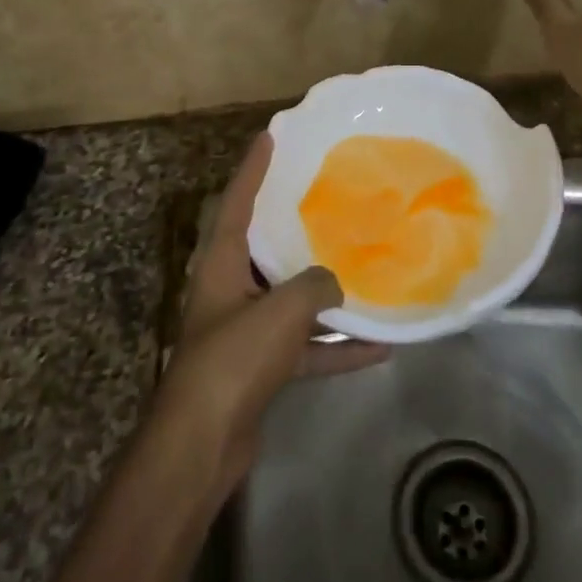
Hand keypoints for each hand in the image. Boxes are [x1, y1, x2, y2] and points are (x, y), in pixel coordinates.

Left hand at [153, 134, 387, 493]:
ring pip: (290, 300)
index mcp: (221, 264)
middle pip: (264, 247)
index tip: (270, 136)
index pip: (237, 201)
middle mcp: (230, 290)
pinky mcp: (261, 369)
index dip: (253, 167)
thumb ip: (316, 286)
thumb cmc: (234, 360)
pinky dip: (336, 347)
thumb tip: (335, 285)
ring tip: (364, 269)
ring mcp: (245, 332)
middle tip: (325, 197)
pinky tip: (379, 347)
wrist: (202, 446)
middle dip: (292, 223)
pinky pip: (305, 347)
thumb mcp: (282, 310)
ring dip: (325, 293)